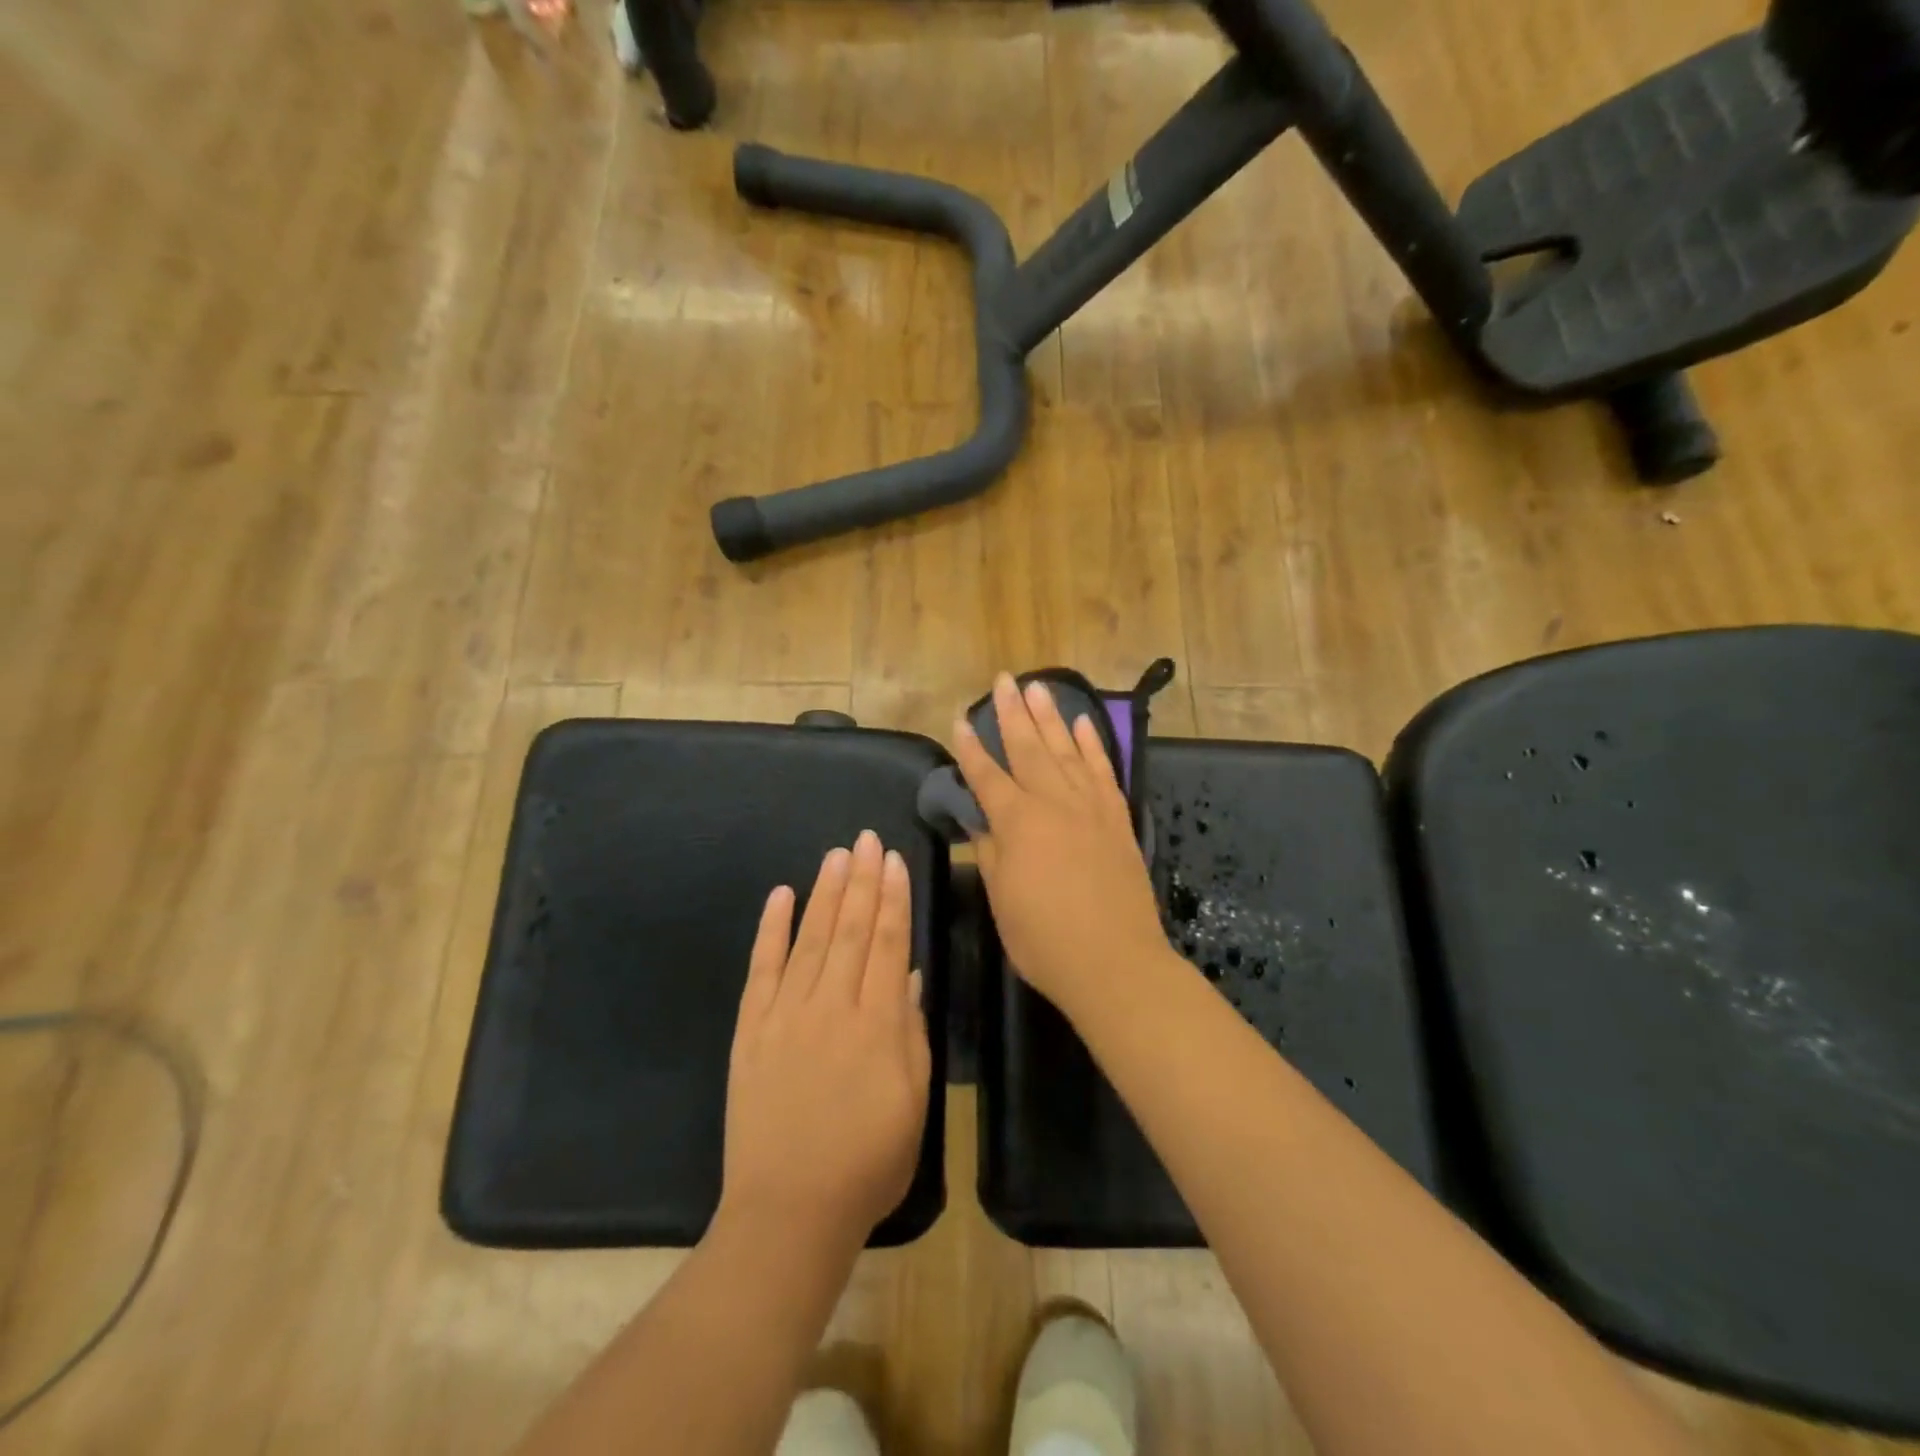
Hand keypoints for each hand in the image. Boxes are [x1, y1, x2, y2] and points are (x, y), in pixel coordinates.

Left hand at [719, 832, 931, 1254]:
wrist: (789, 1212)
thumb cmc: (868, 1163)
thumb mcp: (913, 1102)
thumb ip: (911, 1033)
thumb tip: (910, 977)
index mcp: (877, 1023)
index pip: (888, 943)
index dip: (893, 898)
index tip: (894, 860)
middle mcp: (831, 1006)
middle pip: (850, 929)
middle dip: (861, 880)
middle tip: (865, 839)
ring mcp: (786, 1014)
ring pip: (810, 939)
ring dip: (824, 893)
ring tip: (836, 855)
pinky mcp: (751, 1030)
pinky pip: (762, 969)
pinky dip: (771, 930)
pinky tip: (781, 896)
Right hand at [952, 674, 1171, 1010]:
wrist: (1115, 963)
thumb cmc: (1045, 939)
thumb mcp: (1003, 899)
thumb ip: (991, 853)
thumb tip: (981, 822)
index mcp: (1018, 823)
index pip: (988, 776)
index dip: (971, 748)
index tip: (959, 719)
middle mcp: (1054, 803)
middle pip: (1029, 749)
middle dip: (1012, 713)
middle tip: (1003, 680)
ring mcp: (1090, 808)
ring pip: (1067, 751)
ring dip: (1051, 717)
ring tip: (1038, 688)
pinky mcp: (1117, 820)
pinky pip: (1103, 772)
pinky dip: (1093, 746)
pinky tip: (1083, 725)